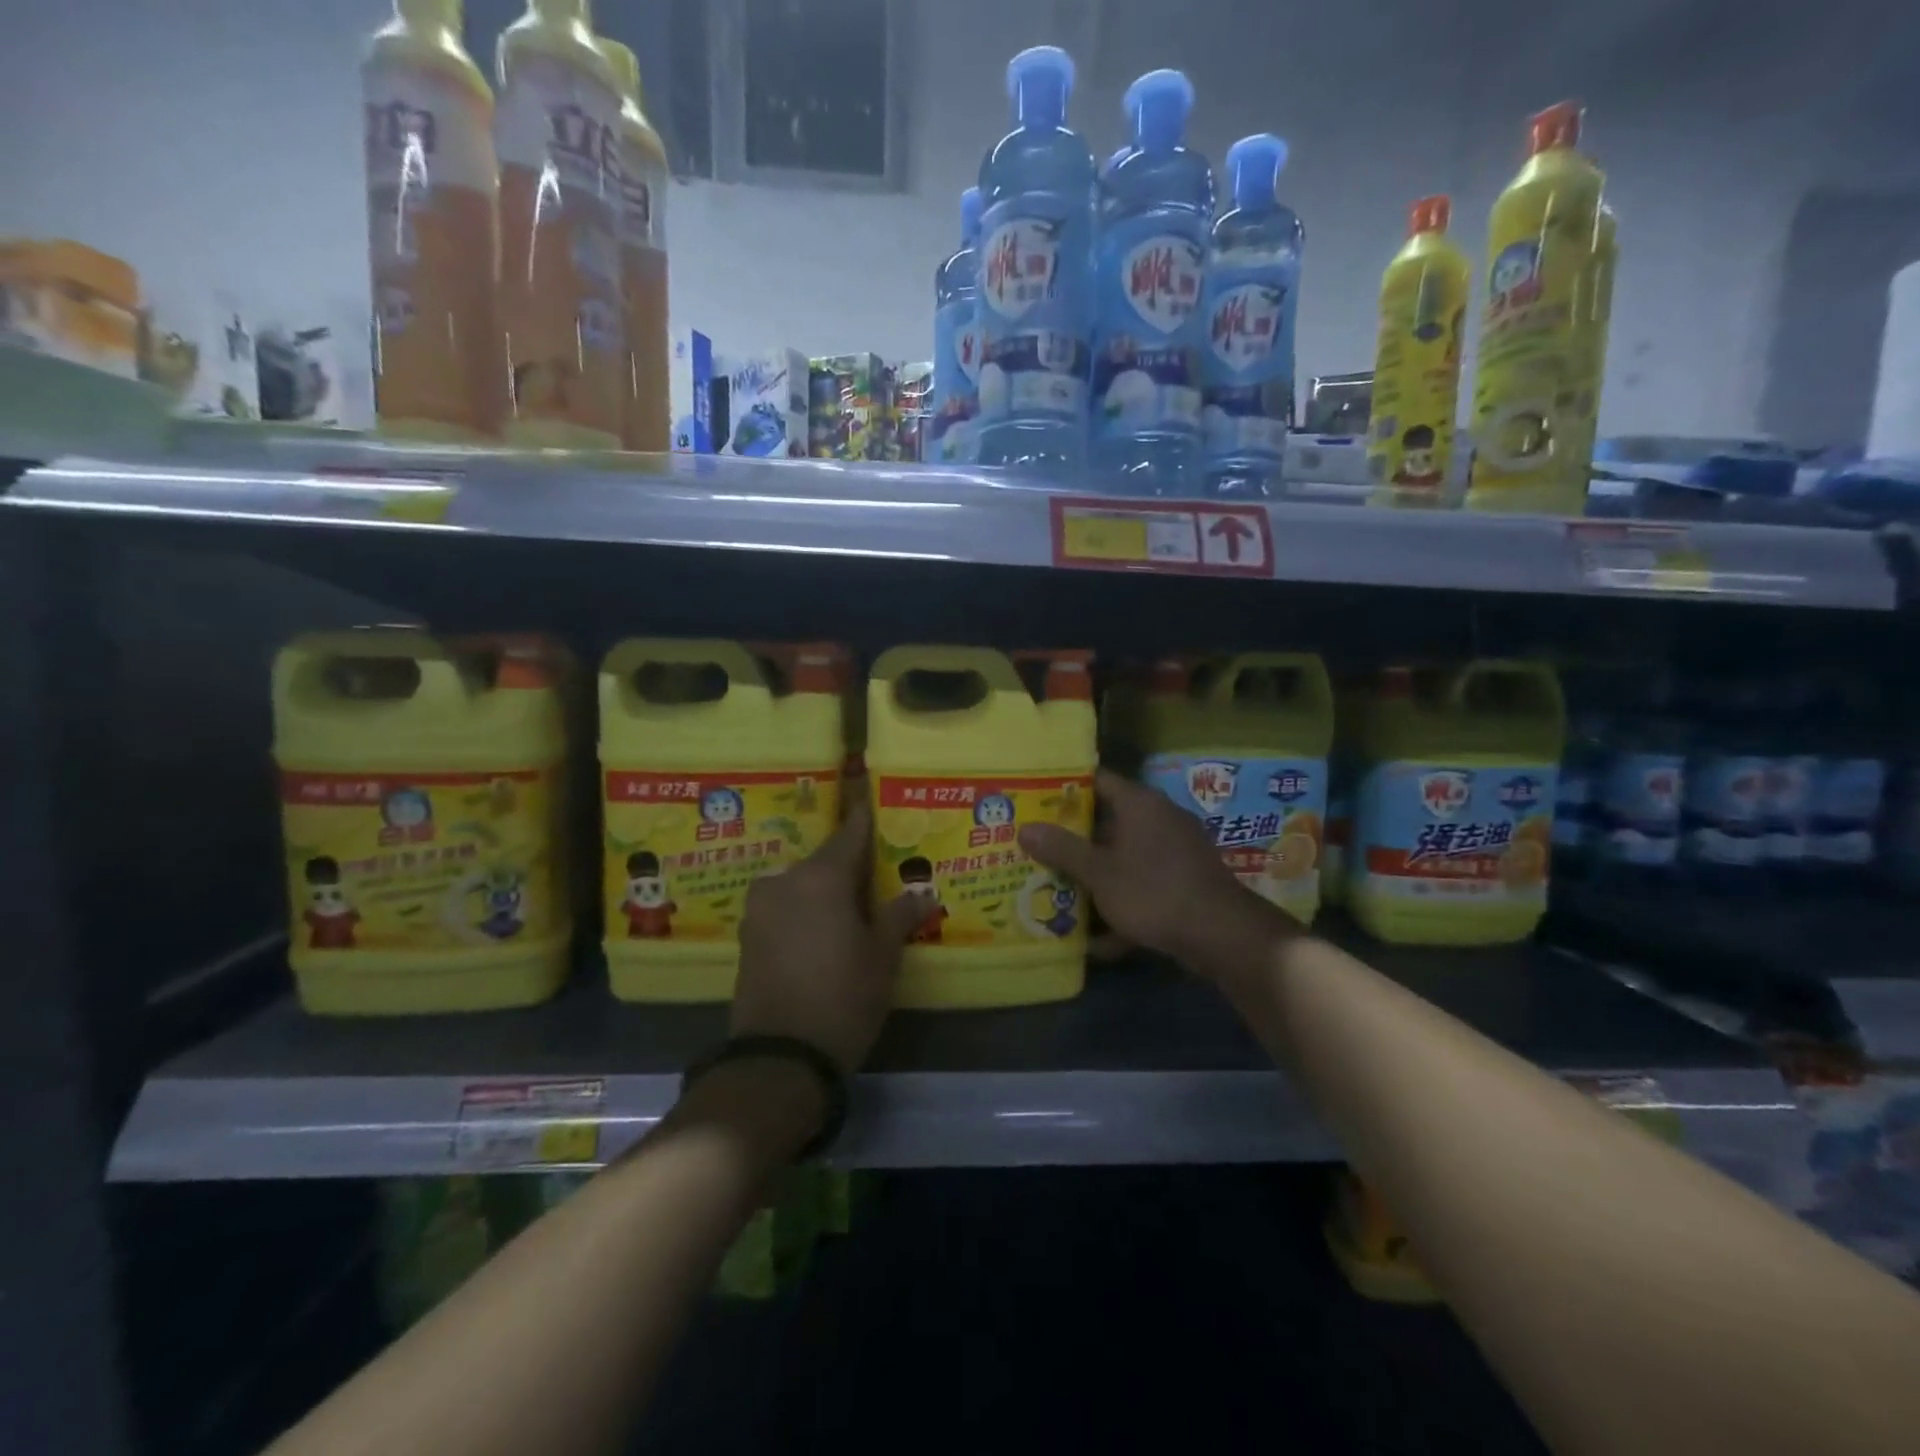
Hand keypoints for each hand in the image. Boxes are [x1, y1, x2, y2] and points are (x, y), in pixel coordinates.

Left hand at [733, 788, 923, 1073]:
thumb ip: (900, 916)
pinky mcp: (748, 935)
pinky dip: (805, 910)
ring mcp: (761, 908)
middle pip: (824, 861)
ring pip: (802, 885)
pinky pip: (785, 907)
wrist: (779, 1057)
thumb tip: (922, 894)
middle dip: (849, 865)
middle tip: (876, 872)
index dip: (864, 815)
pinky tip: (824, 929)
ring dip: (825, 890)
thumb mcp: (882, 956)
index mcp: (821, 877)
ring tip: (852, 905)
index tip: (870, 793)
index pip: (850, 833)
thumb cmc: (843, 997)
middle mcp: (785, 881)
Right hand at [1018, 768, 1294, 986]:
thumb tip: (1025, 828)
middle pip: (1108, 821)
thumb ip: (1062, 849)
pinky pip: (1143, 884)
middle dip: (1074, 839)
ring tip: (1057, 890)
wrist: (1221, 935)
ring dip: (1095, 874)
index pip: (1096, 780)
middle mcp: (1159, 818)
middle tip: (1037, 848)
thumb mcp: (1099, 873)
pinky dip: (1122, 903)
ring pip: (1124, 857)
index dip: (1064, 789)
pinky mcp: (1184, 880)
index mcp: (1139, 804)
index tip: (1034, 801)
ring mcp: (1175, 850)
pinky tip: (1098, 939)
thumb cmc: (1153, 891)